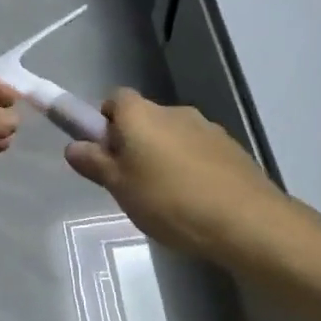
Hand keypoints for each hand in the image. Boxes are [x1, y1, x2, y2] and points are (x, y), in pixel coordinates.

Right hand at [64, 89, 288, 263]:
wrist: (246, 220)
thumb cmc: (170, 201)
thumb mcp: (120, 188)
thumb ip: (95, 163)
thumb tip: (74, 146)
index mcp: (140, 114)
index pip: (114, 99)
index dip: (106, 122)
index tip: (106, 153)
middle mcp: (172, 111)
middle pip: (144, 118)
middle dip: (135, 143)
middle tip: (131, 182)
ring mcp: (206, 127)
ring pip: (173, 135)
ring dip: (166, 156)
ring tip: (167, 199)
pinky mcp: (231, 148)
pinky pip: (199, 151)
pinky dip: (192, 167)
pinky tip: (196, 201)